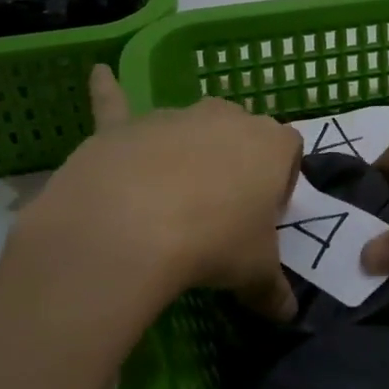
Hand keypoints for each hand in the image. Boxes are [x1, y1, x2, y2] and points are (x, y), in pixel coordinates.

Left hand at [12, 66, 303, 319]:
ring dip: (188, 151)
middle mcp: (226, 117)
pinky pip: (116, 103)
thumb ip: (273, 290)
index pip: (289, 151)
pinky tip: (99, 73)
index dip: (281, 182)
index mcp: (270, 144)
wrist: (130, 227)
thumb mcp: (254, 272)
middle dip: (235, 164)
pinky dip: (108, 91)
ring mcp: (173, 116)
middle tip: (221, 211)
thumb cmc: (213, 242)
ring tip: (172, 197)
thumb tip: (286, 315)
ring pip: (189, 127)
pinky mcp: (124, 126)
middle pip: (240, 134)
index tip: (265, 215)